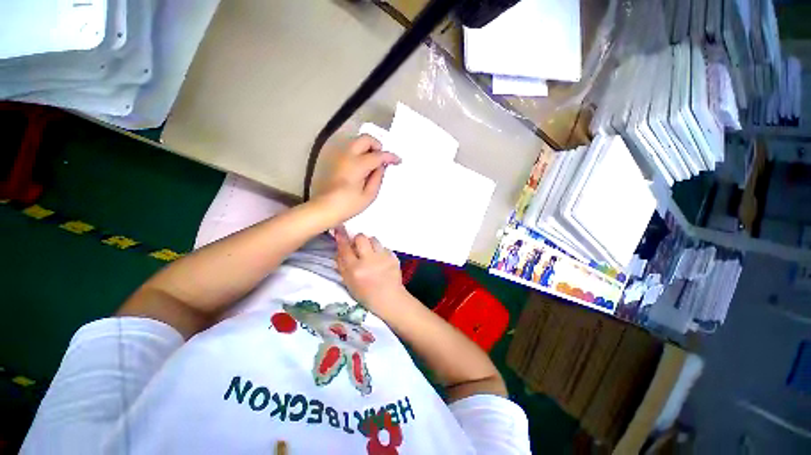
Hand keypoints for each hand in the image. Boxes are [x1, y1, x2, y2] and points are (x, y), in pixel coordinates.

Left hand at [317, 135, 400, 222]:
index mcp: (357, 165)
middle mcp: (347, 155)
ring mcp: (339, 156)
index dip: (390, 157)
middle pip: (365, 139)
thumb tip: (381, 166)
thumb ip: (377, 178)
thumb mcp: (369, 195)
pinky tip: (362, 166)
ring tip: (372, 163)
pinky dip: (359, 152)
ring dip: (368, 148)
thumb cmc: (348, 205)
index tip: (398, 161)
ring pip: (357, 141)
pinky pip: (350, 149)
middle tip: (382, 159)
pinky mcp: (334, 159)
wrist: (325, 208)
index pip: (378, 155)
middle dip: (377, 146)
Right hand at [335, 227, 406, 314]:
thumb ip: (342, 265)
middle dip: (358, 239)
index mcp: (355, 269)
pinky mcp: (393, 257)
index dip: (341, 236)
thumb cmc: (366, 294)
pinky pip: (384, 247)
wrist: (389, 299)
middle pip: (361, 237)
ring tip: (372, 254)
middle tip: (359, 247)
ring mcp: (383, 258)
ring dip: (370, 244)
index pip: (345, 248)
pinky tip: (381, 260)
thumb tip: (339, 248)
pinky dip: (380, 251)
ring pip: (374, 239)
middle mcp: (369, 261)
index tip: (339, 227)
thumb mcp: (349, 283)